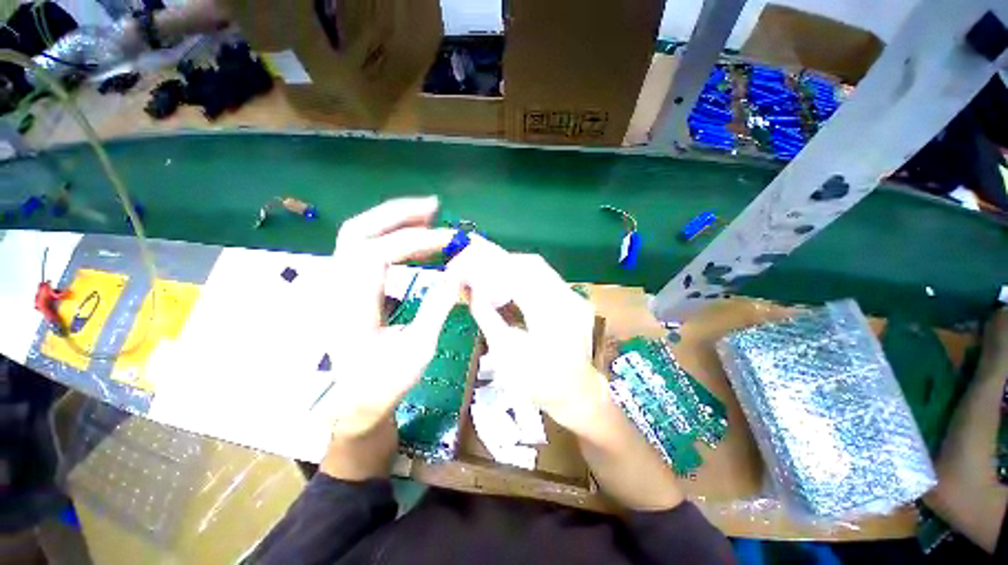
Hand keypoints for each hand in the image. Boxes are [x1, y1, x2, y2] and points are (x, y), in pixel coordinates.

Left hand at [319, 197, 459, 438]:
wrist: (355, 399)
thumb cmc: (386, 382)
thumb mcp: (419, 349)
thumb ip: (438, 306)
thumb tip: (460, 272)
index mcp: (351, 308)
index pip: (378, 254)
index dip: (417, 241)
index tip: (451, 240)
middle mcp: (337, 288)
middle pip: (356, 232)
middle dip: (396, 213)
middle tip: (434, 208)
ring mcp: (338, 285)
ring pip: (356, 235)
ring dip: (392, 219)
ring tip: (427, 216)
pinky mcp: (348, 286)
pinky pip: (364, 248)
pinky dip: (389, 234)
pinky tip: (413, 238)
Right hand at [451, 237, 609, 432]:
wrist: (578, 394)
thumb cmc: (539, 383)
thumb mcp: (505, 354)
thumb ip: (487, 317)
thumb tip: (471, 291)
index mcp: (551, 316)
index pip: (518, 276)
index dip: (490, 267)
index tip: (467, 266)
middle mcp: (568, 299)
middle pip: (531, 264)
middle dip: (499, 262)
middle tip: (476, 267)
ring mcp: (575, 297)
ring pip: (539, 268)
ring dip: (511, 267)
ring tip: (489, 274)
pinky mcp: (574, 299)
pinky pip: (546, 277)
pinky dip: (523, 275)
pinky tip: (509, 284)